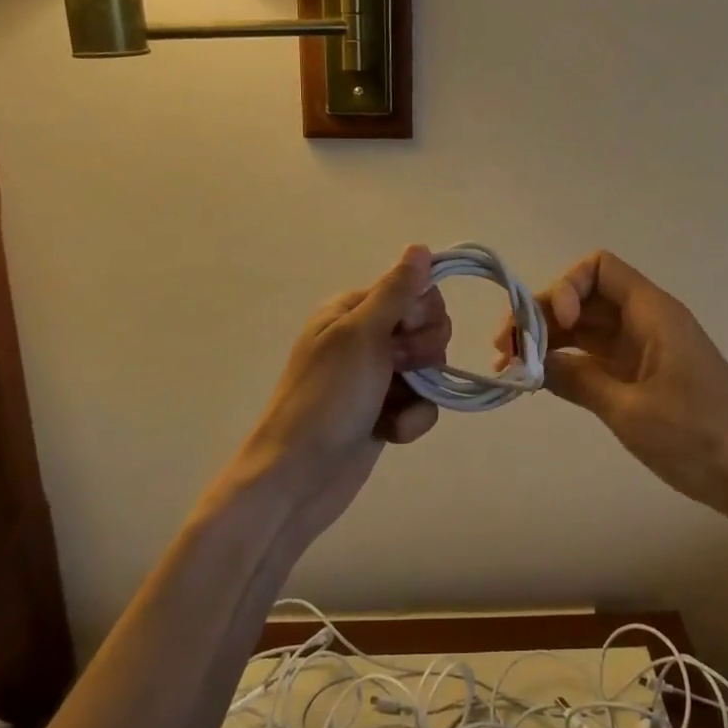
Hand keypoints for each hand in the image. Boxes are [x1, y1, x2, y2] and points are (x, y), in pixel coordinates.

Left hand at [227, 246, 450, 546]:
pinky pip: (421, 404)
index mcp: (353, 310)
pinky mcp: (384, 412)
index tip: (404, 334)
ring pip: (429, 368)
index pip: (415, 290)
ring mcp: (376, 377)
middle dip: (424, 351)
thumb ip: (396, 292)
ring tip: (391, 408)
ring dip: (419, 392)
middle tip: (397, 368)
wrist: (298, 480)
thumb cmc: (326, 399)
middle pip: (428, 327)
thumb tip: (421, 246)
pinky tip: (391, 432)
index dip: (422, 313)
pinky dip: (412, 419)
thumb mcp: (361, 337)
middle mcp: (366, 337)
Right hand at [497, 250, 727, 520]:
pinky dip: (569, 361)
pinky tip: (541, 379)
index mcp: (652, 313)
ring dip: (550, 340)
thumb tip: (533, 361)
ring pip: (587, 326)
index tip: (553, 326)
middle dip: (544, 315)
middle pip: (586, 297)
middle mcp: (646, 321)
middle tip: (506, 349)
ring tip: (512, 366)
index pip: (599, 268)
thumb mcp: (630, 410)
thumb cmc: (699, 439)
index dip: (567, 287)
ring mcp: (644, 349)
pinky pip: (597, 354)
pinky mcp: (643, 375)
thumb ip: (578, 379)